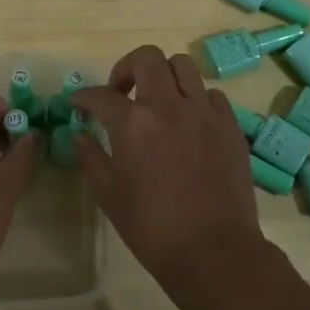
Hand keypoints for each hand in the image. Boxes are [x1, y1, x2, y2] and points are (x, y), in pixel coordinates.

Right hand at [74, 45, 276, 309]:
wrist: (213, 252)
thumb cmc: (152, 227)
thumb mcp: (108, 194)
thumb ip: (91, 157)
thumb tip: (81, 134)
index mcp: (133, 123)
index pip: (101, 95)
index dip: (84, 96)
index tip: (79, 103)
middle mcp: (169, 105)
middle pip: (147, 58)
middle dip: (126, 68)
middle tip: (120, 92)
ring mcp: (204, 112)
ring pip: (183, 66)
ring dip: (164, 76)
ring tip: (158, 100)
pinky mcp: (230, 125)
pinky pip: (211, 94)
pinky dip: (194, 99)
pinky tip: (188, 122)